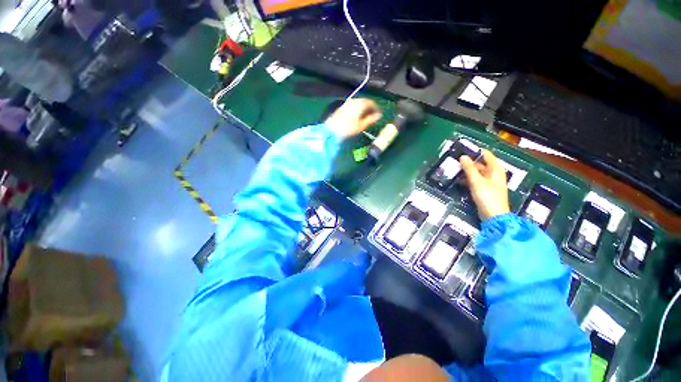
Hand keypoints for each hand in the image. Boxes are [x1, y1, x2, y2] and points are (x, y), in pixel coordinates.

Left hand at [325, 98, 381, 138]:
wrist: (331, 132)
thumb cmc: (348, 130)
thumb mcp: (361, 126)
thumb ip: (371, 119)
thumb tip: (379, 115)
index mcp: (359, 104)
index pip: (371, 102)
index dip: (376, 108)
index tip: (378, 115)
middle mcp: (353, 101)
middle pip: (364, 101)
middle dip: (369, 108)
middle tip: (372, 116)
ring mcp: (345, 104)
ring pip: (357, 103)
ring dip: (362, 109)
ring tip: (364, 117)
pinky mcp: (340, 108)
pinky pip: (351, 106)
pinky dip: (356, 109)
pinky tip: (356, 117)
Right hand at [460, 149, 509, 220]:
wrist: (494, 216)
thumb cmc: (487, 196)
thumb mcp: (476, 181)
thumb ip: (469, 168)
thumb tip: (463, 156)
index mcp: (496, 169)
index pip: (487, 154)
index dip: (475, 151)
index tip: (462, 150)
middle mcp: (494, 174)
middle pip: (481, 163)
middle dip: (469, 162)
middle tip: (455, 161)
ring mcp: (490, 182)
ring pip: (478, 172)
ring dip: (468, 171)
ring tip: (455, 169)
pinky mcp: (486, 190)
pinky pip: (477, 180)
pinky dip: (469, 179)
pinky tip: (460, 180)